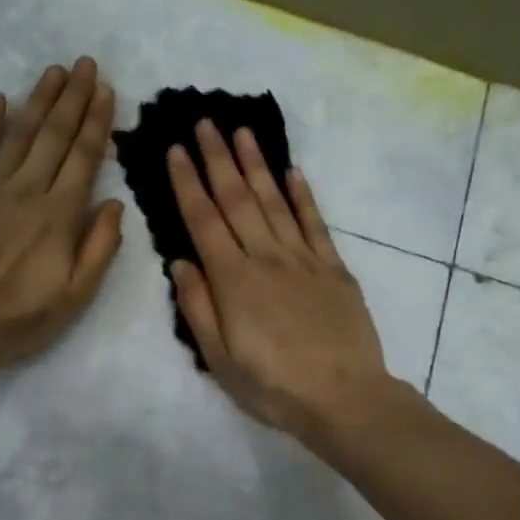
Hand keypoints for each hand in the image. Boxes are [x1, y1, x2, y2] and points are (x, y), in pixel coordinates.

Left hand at [0, 58, 123, 368]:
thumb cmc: (20, 317)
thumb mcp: (76, 295)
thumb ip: (100, 247)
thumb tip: (115, 203)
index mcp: (60, 215)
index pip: (84, 157)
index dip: (97, 121)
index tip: (107, 90)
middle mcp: (27, 190)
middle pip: (55, 135)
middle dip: (73, 97)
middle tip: (86, 64)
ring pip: (19, 134)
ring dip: (38, 100)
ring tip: (55, 71)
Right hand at [166, 119, 394, 442]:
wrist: (343, 397)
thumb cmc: (273, 386)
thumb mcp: (219, 359)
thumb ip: (197, 307)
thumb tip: (180, 262)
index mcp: (232, 280)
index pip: (203, 220)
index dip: (187, 182)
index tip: (175, 150)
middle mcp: (265, 257)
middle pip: (236, 199)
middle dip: (217, 158)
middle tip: (204, 122)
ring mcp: (302, 258)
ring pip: (274, 201)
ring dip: (255, 164)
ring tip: (241, 131)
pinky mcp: (333, 267)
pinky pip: (314, 222)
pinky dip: (302, 195)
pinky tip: (292, 171)